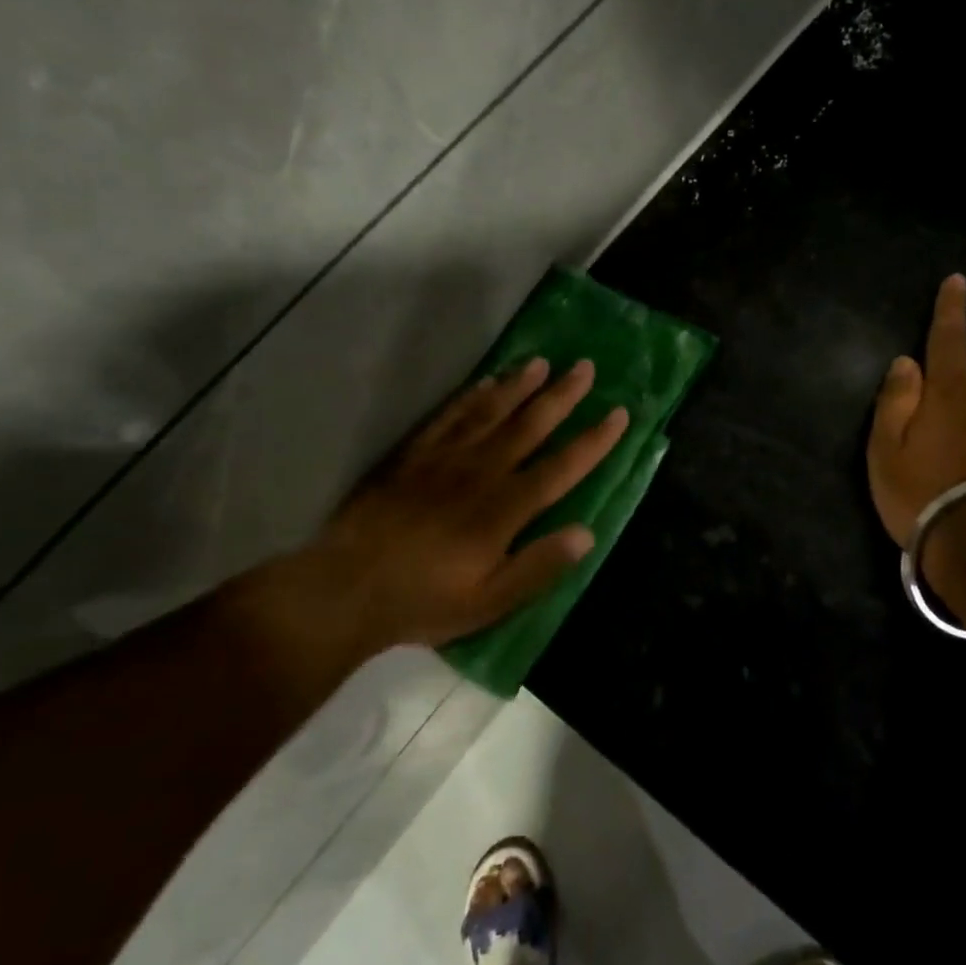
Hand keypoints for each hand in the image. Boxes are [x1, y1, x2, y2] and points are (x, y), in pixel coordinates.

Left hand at [240, 357, 628, 668]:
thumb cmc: (424, 601)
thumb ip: (539, 566)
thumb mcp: (490, 601)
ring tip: (542, 363)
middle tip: (585, 367)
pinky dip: (469, 397)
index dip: (594, 441)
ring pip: (490, 413)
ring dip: (519, 386)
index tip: (619, 413)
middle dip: (562, 396)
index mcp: (505, 509)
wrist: (346, 589)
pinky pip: (447, 417)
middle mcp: (481, 473)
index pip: (562, 467)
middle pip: (530, 426)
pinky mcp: (412, 456)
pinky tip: (484, 384)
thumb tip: (586, 533)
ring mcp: (444, 459)